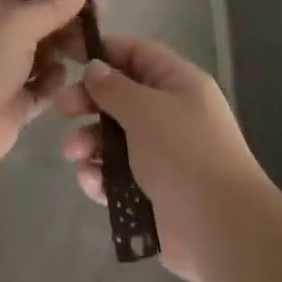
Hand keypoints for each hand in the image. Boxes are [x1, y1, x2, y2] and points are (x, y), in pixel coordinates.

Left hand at [0, 0, 86, 176]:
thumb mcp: (18, 23)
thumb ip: (52, 6)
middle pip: (40, 18)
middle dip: (67, 22)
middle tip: (96, 30)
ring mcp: (1, 67)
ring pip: (44, 51)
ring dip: (64, 51)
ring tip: (85, 56)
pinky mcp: (12, 100)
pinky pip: (41, 84)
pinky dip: (52, 82)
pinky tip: (58, 82)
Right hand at [55, 35, 272, 281]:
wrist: (221, 229)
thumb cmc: (184, 154)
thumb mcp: (146, 110)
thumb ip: (114, 87)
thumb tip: (95, 67)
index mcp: (179, 84)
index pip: (137, 54)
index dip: (103, 52)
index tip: (69, 58)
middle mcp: (172, 114)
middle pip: (122, 96)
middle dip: (89, 101)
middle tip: (61, 110)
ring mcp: (163, 154)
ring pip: (116, 138)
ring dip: (90, 142)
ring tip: (73, 154)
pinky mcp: (153, 191)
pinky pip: (118, 175)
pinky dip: (101, 176)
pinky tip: (90, 182)